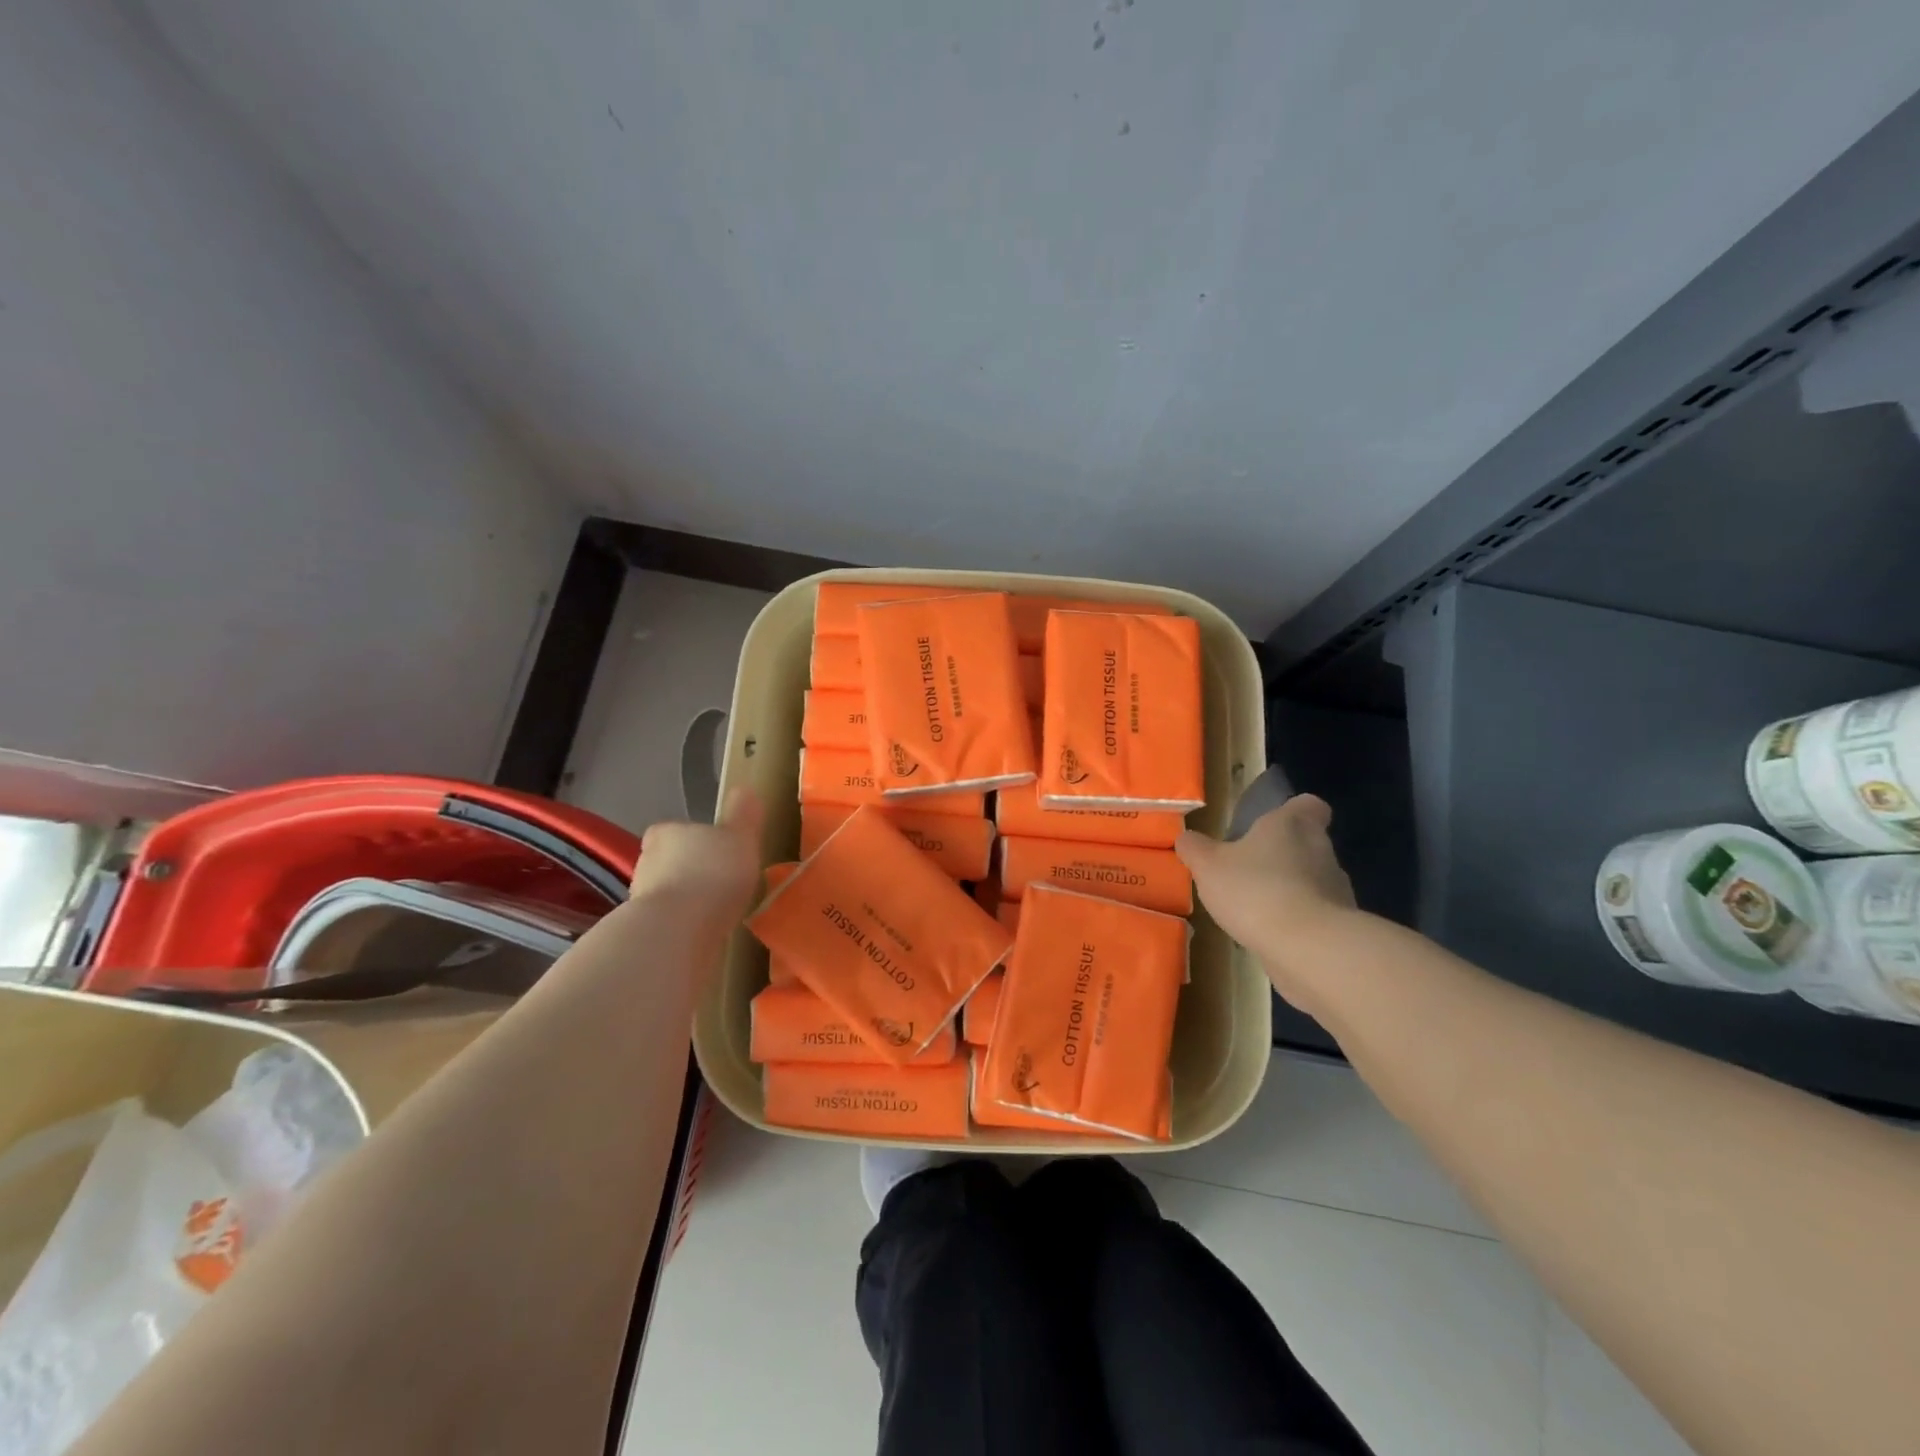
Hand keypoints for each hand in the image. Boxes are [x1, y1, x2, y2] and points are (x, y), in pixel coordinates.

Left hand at [628, 786, 765, 926]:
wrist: (678, 930)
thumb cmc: (712, 872)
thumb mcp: (740, 836)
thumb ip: (743, 814)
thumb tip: (744, 790)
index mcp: (665, 833)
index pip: (673, 831)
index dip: (692, 840)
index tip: (714, 851)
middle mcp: (646, 862)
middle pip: (668, 862)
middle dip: (689, 870)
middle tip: (719, 881)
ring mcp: (642, 899)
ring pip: (667, 893)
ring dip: (686, 900)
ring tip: (715, 911)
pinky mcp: (646, 932)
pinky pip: (670, 922)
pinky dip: (684, 925)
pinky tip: (705, 932)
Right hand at [1176, 794, 1355, 999]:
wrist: (1308, 948)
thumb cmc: (1256, 890)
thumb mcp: (1208, 865)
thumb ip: (1195, 848)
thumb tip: (1187, 838)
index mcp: (1292, 824)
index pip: (1307, 804)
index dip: (1292, 811)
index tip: (1271, 824)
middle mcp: (1321, 850)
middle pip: (1307, 843)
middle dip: (1281, 855)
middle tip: (1249, 869)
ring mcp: (1336, 889)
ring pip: (1312, 880)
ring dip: (1289, 889)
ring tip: (1256, 907)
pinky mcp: (1340, 925)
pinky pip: (1316, 914)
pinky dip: (1297, 920)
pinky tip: (1270, 934)